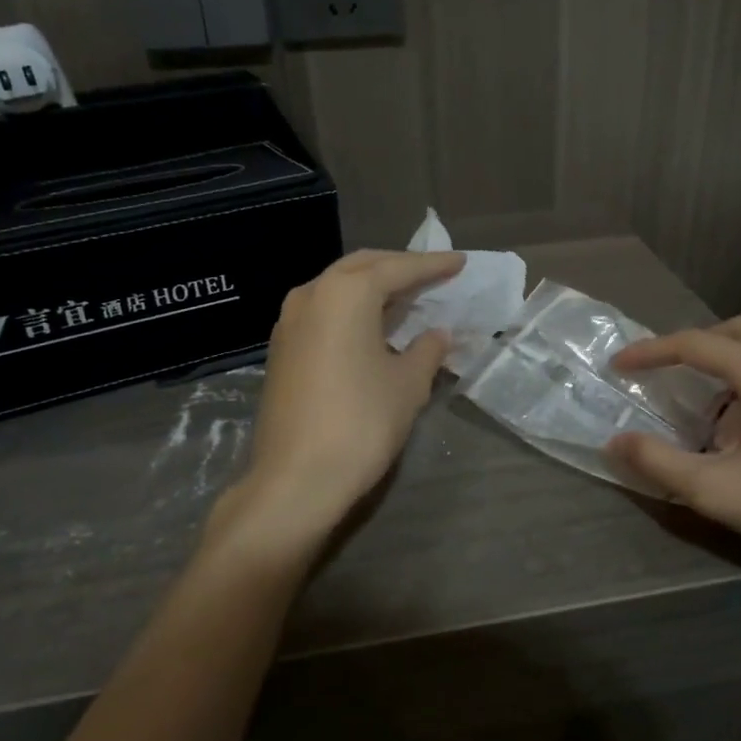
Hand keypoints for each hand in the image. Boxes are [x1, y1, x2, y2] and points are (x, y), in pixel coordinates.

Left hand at [215, 249, 465, 555]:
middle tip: (433, 274)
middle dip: (399, 268)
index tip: (460, 262)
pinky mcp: (281, 347)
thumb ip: (427, 350)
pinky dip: (351, 308)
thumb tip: (437, 334)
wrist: (296, 478)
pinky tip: (371, 326)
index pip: (398, 269)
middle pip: (362, 267)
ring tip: (405, 297)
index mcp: (347, 293)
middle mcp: (312, 294)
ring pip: (338, 287)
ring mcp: (289, 320)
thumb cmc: (361, 422)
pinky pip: (323, 310)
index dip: (433, 266)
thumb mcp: (407, 385)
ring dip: (372, 287)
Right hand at [606, 315, 740, 597]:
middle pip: (740, 330)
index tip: (620, 364)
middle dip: (699, 343)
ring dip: (740, 354)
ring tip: (722, 395)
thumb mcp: (717, 491)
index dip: (651, 351)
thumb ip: (658, 462)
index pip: (694, 344)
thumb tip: (613, 442)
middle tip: (673, 370)